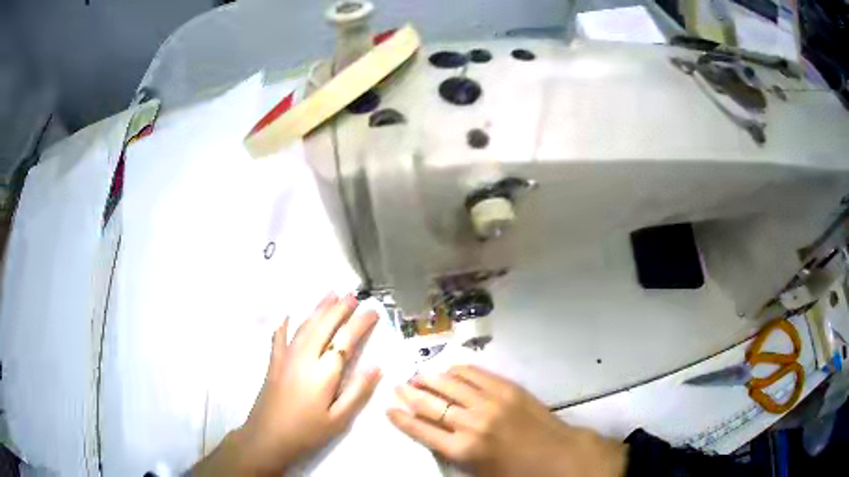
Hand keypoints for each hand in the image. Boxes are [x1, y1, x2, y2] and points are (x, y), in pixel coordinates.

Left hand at [194, 293, 381, 475]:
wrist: (267, 438)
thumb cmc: (306, 432)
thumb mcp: (338, 419)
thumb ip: (357, 392)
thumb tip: (376, 366)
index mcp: (323, 373)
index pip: (345, 340)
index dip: (360, 323)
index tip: (373, 311)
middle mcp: (303, 358)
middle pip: (324, 325)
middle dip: (340, 308)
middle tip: (354, 295)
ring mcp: (285, 357)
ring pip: (304, 325)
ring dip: (318, 308)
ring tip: (331, 294)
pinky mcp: (273, 361)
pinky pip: (280, 335)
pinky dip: (287, 322)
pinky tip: (289, 314)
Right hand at [387, 365, 625, 476]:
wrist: (558, 455)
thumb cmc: (516, 472)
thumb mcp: (477, 473)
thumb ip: (453, 454)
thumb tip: (435, 434)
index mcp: (462, 449)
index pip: (421, 429)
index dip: (401, 418)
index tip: (389, 408)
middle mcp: (471, 422)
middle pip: (430, 403)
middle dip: (410, 394)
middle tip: (399, 386)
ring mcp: (490, 401)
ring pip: (450, 383)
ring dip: (430, 378)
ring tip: (419, 375)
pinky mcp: (508, 388)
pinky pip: (475, 373)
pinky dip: (458, 370)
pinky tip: (449, 370)